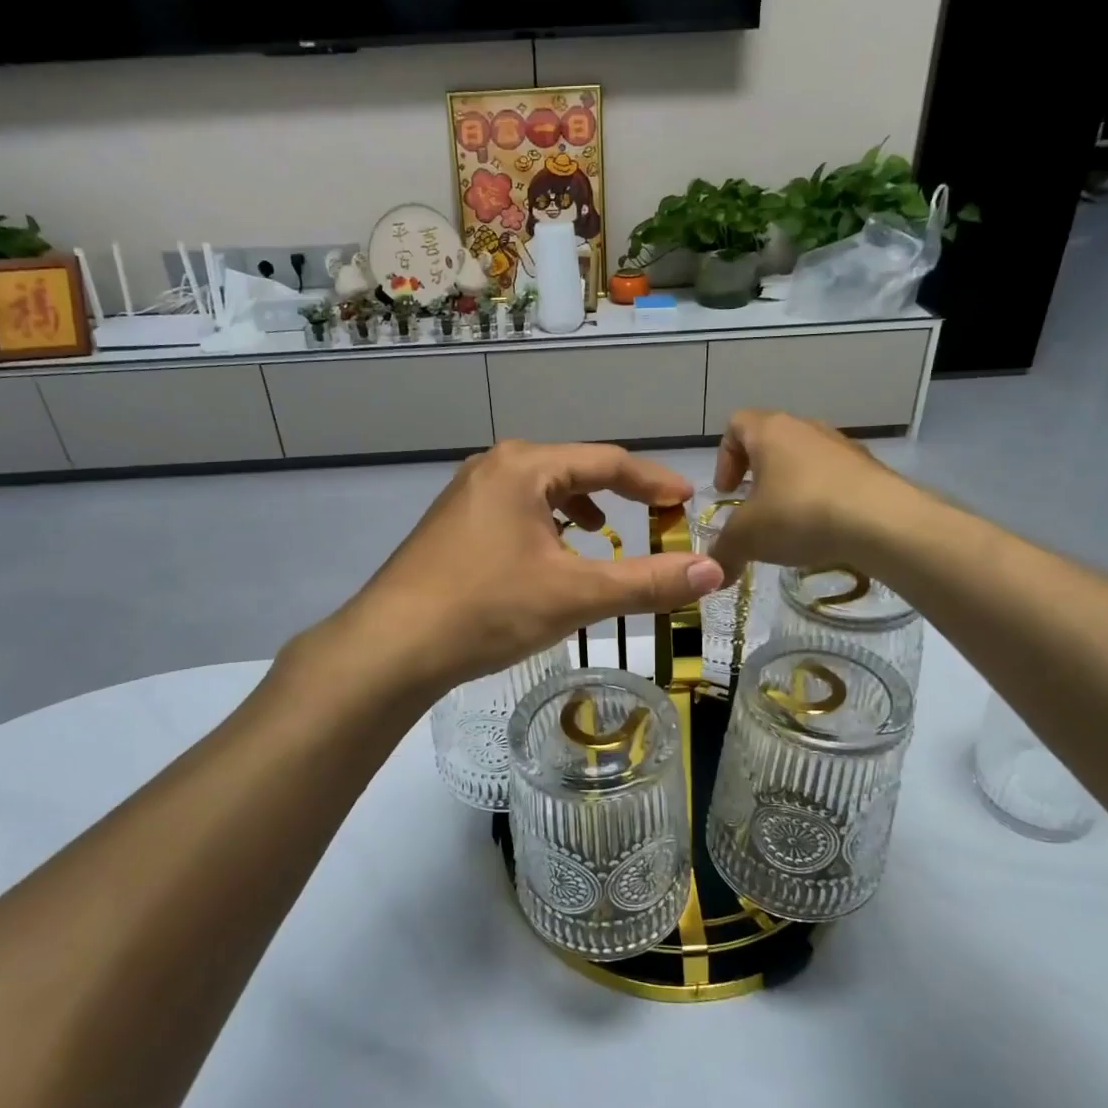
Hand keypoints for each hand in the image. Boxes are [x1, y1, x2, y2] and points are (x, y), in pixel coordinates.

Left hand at [338, 441, 724, 693]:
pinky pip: (514, 512)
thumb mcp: (576, 595)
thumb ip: (647, 582)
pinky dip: (545, 527)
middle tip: (655, 518)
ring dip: (579, 510)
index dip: (654, 480)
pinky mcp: (452, 525)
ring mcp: (466, 495)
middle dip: (617, 494)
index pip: (607, 461)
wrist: (391, 646)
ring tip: (601, 536)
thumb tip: (715, 572)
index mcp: (524, 466)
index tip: (688, 500)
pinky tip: (548, 557)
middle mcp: (493, 467)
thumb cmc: (487, 610)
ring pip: (540, 492)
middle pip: (572, 470)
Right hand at [707, 410, 911, 574]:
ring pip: (805, 460)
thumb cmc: (800, 514)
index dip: (724, 457)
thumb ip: (723, 553)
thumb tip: (715, 575)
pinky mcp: (871, 470)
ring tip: (791, 526)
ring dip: (792, 488)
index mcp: (770, 431)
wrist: (883, 523)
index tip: (728, 492)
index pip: (736, 424)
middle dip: (758, 476)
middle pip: (772, 442)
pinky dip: (823, 500)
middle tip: (755, 511)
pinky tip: (824, 532)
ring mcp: (843, 447)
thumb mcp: (747, 539)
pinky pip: (835, 479)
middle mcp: (807, 428)